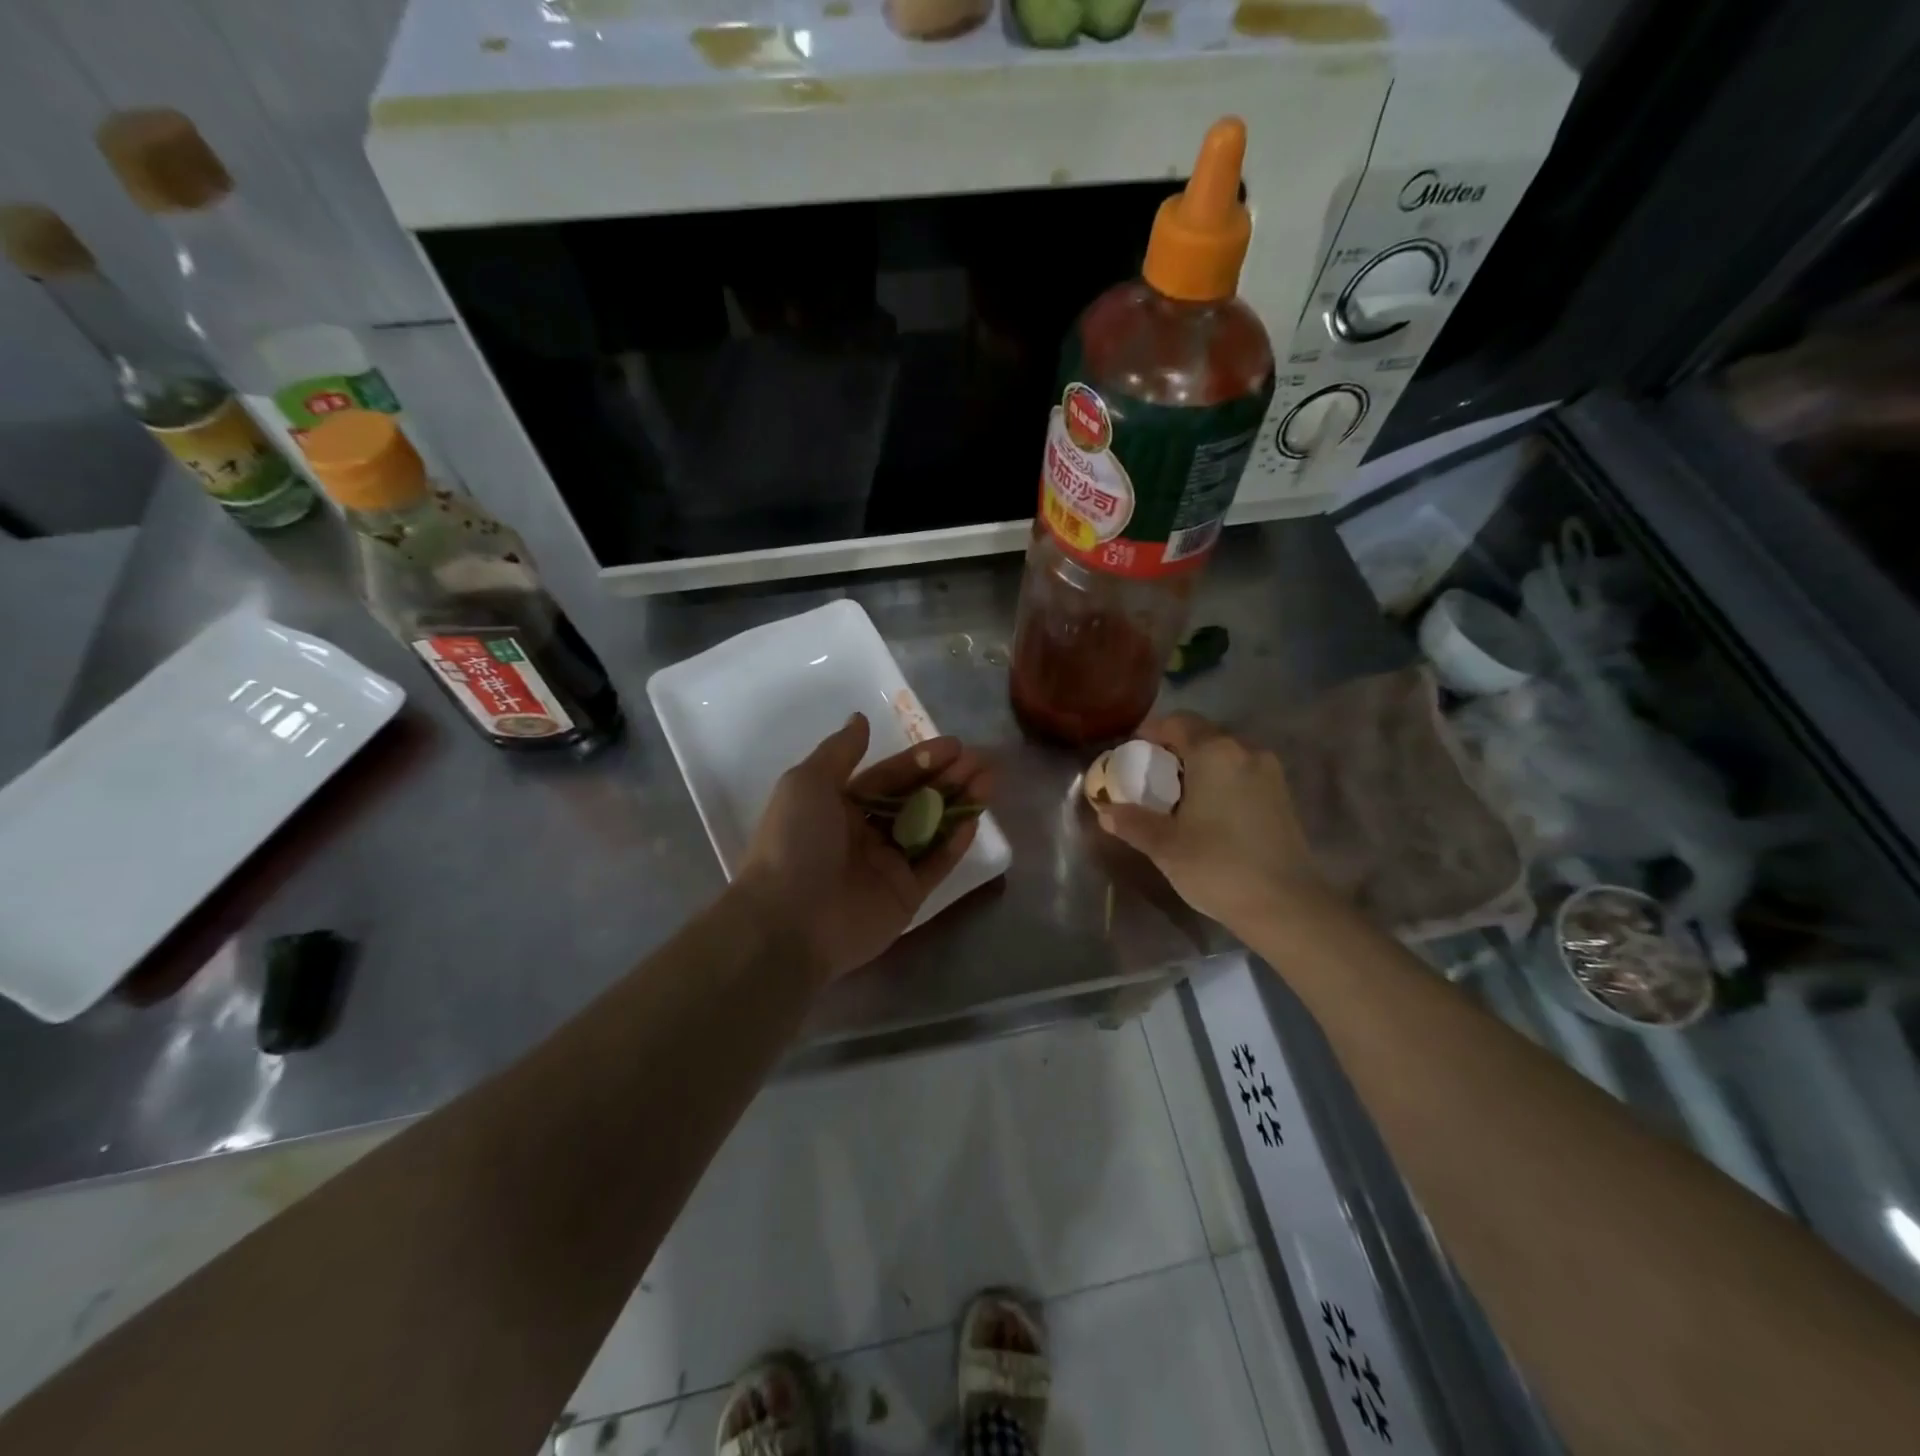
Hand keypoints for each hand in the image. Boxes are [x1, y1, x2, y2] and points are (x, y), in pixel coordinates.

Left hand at [736, 713, 993, 982]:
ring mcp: (886, 866)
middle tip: (981, 760)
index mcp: (838, 806)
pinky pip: (935, 864)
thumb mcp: (808, 783)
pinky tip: (975, 820)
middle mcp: (864, 833)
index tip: (954, 745)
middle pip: (914, 799)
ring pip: (930, 828)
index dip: (920, 760)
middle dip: (947, 778)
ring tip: (989, 781)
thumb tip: (860, 719)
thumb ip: (840, 751)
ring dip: (958, 804)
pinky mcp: (905, 896)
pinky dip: (954, 844)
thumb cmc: (796, 842)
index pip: (888, 776)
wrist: (790, 920)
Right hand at [1094, 713, 1323, 933]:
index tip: (1131, 754)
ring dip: (1198, 766)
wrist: (1286, 906)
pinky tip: (1208, 812)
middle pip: (1202, 734)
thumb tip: (1106, 811)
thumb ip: (1132, 822)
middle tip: (1149, 777)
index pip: (1177, 722)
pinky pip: (1242, 773)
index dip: (1150, 732)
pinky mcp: (1282, 796)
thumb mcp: (1164, 846)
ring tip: (1176, 797)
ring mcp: (1270, 773)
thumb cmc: (1217, 866)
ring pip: (1224, 755)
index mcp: (1214, 752)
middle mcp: (1245, 751)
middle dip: (1173, 750)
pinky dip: (1220, 781)